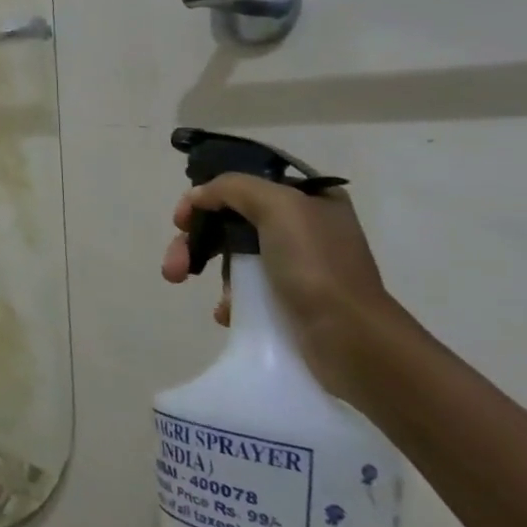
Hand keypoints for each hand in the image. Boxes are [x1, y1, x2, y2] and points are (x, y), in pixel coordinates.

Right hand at [160, 173, 406, 400]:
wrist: (352, 341)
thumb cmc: (317, 266)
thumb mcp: (278, 206)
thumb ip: (233, 188)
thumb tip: (198, 196)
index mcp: (310, 199)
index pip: (243, 185)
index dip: (206, 197)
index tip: (182, 220)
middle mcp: (304, 227)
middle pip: (229, 221)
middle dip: (194, 240)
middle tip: (174, 263)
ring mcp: (296, 265)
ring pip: (231, 254)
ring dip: (200, 265)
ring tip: (179, 282)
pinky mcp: (290, 300)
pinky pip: (245, 288)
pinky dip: (227, 296)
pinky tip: (225, 311)